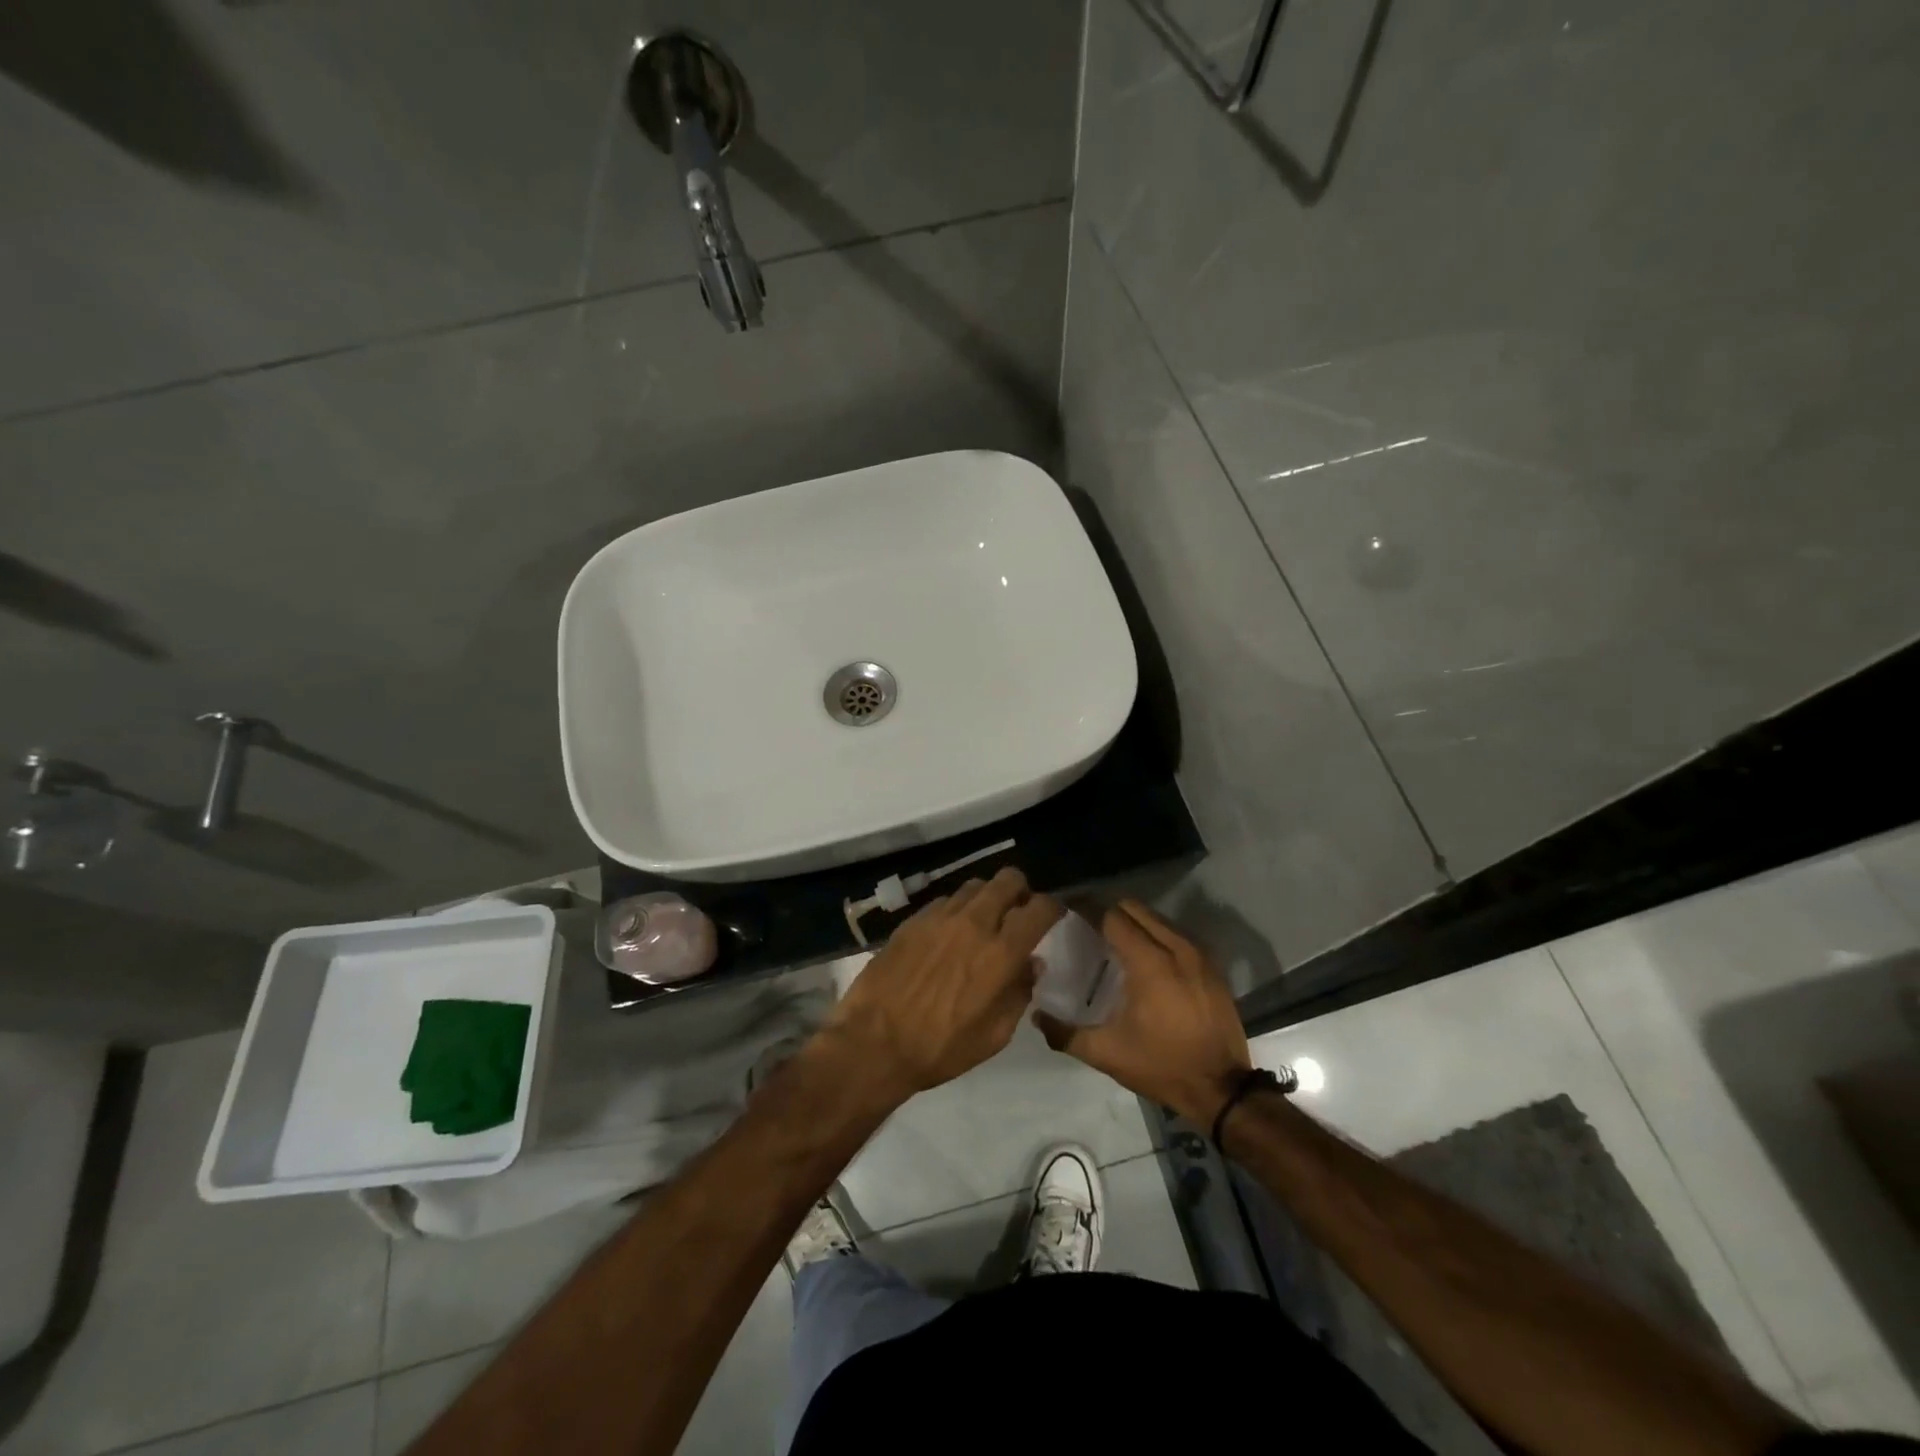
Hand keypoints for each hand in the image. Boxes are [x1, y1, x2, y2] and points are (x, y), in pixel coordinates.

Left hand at [826, 867, 1061, 1100]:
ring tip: (983, 921)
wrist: (873, 1043)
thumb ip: (1019, 993)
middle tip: (1017, 912)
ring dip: (987, 898)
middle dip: (1020, 890)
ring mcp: (940, 916)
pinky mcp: (913, 919)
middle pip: (1008, 879)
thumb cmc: (940, 1048)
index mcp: (1001, 953)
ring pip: (975, 885)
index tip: (1051, 917)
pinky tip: (949, 933)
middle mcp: (974, 923)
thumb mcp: (994, 1035)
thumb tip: (1031, 963)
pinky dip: (956, 910)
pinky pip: (945, 900)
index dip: (1052, 908)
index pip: (1040, 908)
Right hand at [1034, 899, 1251, 1127]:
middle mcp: (1176, 947)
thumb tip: (1036, 1016)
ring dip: (1134, 922)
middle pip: (1135, 909)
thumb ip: (1065, 1033)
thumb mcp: (1107, 1053)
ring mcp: (1199, 954)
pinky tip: (1145, 957)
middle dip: (1109, 911)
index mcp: (1149, 962)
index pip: (1112, 917)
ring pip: (1158, 918)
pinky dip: (1156, 935)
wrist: (1222, 1088)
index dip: (1087, 910)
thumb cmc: (1161, 1066)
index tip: (1068, 912)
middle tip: (1088, 928)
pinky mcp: (1212, 965)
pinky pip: (1177, 934)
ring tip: (1113, 941)